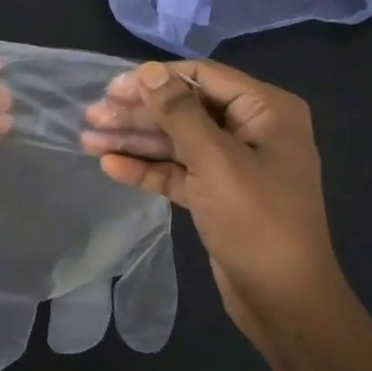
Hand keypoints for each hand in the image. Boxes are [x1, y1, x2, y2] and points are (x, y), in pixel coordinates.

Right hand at [81, 60, 343, 340]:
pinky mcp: (215, 193)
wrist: (283, 299)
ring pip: (176, 141)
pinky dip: (146, 168)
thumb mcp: (216, 161)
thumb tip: (148, 70)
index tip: (112, 88)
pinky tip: (110, 166)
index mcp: (266, 111)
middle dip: (138, 113)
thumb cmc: (257, 221)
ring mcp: (232, 164)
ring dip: (134, 140)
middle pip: (185, 109)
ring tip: (87, 140)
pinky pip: (177, 171)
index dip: (156, 79)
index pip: (203, 77)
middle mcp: (250, 130)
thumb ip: (179, 113)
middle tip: (91, 116)